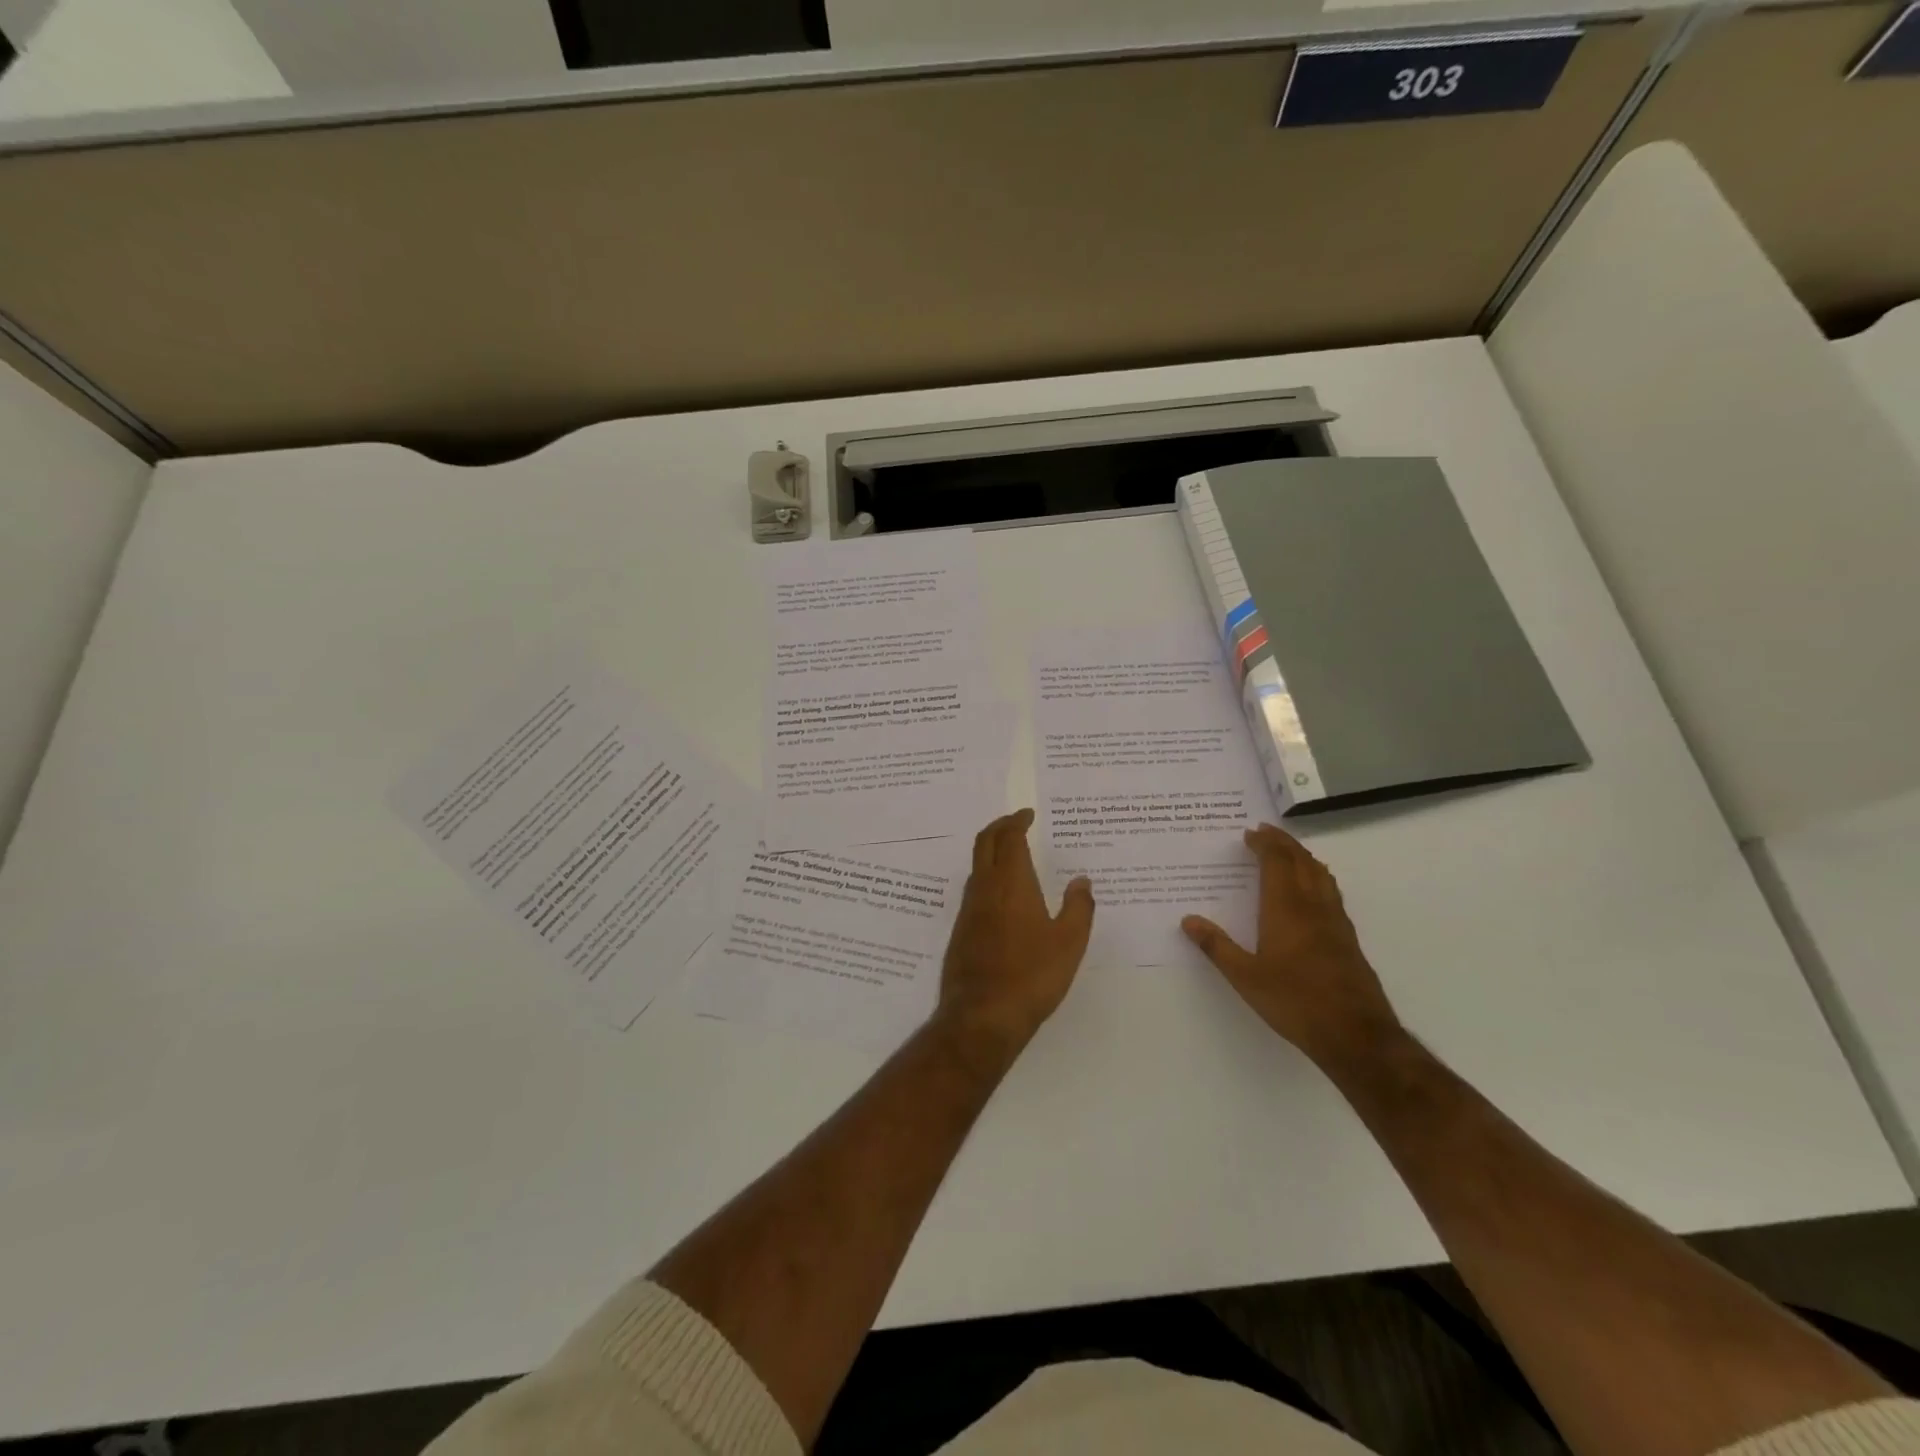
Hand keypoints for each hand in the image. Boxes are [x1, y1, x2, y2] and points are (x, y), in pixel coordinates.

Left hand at [935, 809, 1094, 1063]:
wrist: (981, 1016)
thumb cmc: (1032, 975)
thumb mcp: (1069, 943)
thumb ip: (1078, 908)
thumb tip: (1082, 881)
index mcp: (1011, 883)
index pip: (1009, 838)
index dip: (1017, 821)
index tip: (1028, 814)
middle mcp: (985, 889)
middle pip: (985, 843)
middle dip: (1000, 826)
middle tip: (1016, 822)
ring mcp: (968, 910)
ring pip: (977, 867)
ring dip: (992, 852)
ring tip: (1013, 855)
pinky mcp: (961, 931)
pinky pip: (974, 890)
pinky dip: (988, 877)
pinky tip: (1003, 897)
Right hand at [1181, 824, 1399, 1067]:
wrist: (1355, 1034)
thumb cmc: (1295, 1001)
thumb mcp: (1245, 977)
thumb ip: (1217, 946)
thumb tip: (1188, 921)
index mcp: (1286, 909)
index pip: (1277, 862)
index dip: (1265, 844)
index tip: (1250, 833)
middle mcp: (1313, 906)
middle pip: (1302, 861)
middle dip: (1284, 843)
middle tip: (1267, 832)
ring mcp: (1336, 922)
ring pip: (1321, 875)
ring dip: (1303, 857)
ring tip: (1289, 853)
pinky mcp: (1348, 939)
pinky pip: (1331, 893)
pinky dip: (1317, 877)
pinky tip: (1312, 892)